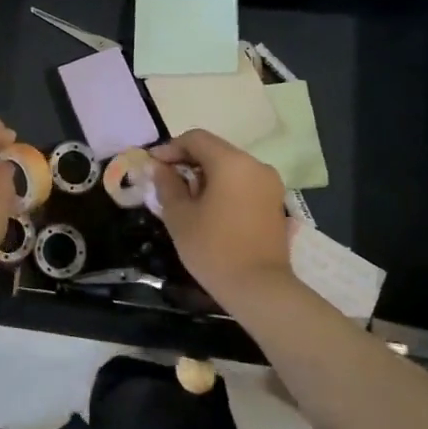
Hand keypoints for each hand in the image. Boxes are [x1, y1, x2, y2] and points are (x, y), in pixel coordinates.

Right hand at [150, 128, 294, 308]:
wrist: (260, 290)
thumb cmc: (214, 249)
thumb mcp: (179, 215)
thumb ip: (167, 184)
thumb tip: (159, 167)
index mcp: (231, 162)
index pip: (196, 139)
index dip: (170, 148)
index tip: (152, 165)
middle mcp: (255, 165)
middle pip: (215, 150)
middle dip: (187, 160)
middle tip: (166, 181)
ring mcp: (270, 184)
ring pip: (230, 166)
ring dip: (205, 174)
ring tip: (185, 196)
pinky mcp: (275, 202)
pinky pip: (243, 182)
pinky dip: (223, 186)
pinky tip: (208, 207)